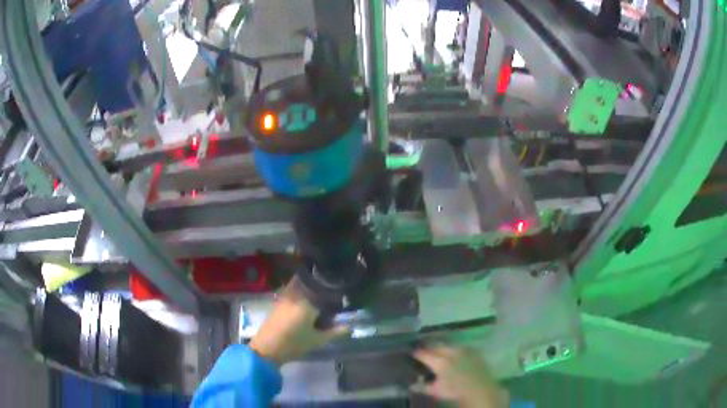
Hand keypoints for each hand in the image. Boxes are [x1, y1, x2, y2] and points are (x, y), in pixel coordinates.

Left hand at [249, 279, 349, 365]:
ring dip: (307, 286)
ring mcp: (285, 297)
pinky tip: (304, 302)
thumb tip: (350, 326)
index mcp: (308, 301)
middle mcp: (296, 294)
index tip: (340, 290)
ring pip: (298, 285)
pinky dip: (298, 292)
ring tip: (318, 294)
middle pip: (309, 282)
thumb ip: (335, 332)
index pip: (323, 288)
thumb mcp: (317, 340)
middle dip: (319, 284)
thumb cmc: (294, 344)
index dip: (332, 287)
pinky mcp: (277, 302)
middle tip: (329, 289)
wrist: (267, 348)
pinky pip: (291, 290)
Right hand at [412, 347, 508, 407]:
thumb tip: (412, 384)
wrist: (480, 389)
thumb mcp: (436, 391)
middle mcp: (451, 352)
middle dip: (429, 347)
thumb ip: (423, 387)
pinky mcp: (474, 351)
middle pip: (437, 346)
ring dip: (442, 346)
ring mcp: (464, 350)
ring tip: (437, 350)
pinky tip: (454, 353)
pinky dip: (454, 348)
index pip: (424, 354)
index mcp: (439, 362)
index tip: (412, 352)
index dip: (417, 353)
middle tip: (424, 349)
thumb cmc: (456, 391)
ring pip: (449, 345)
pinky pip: (461, 346)